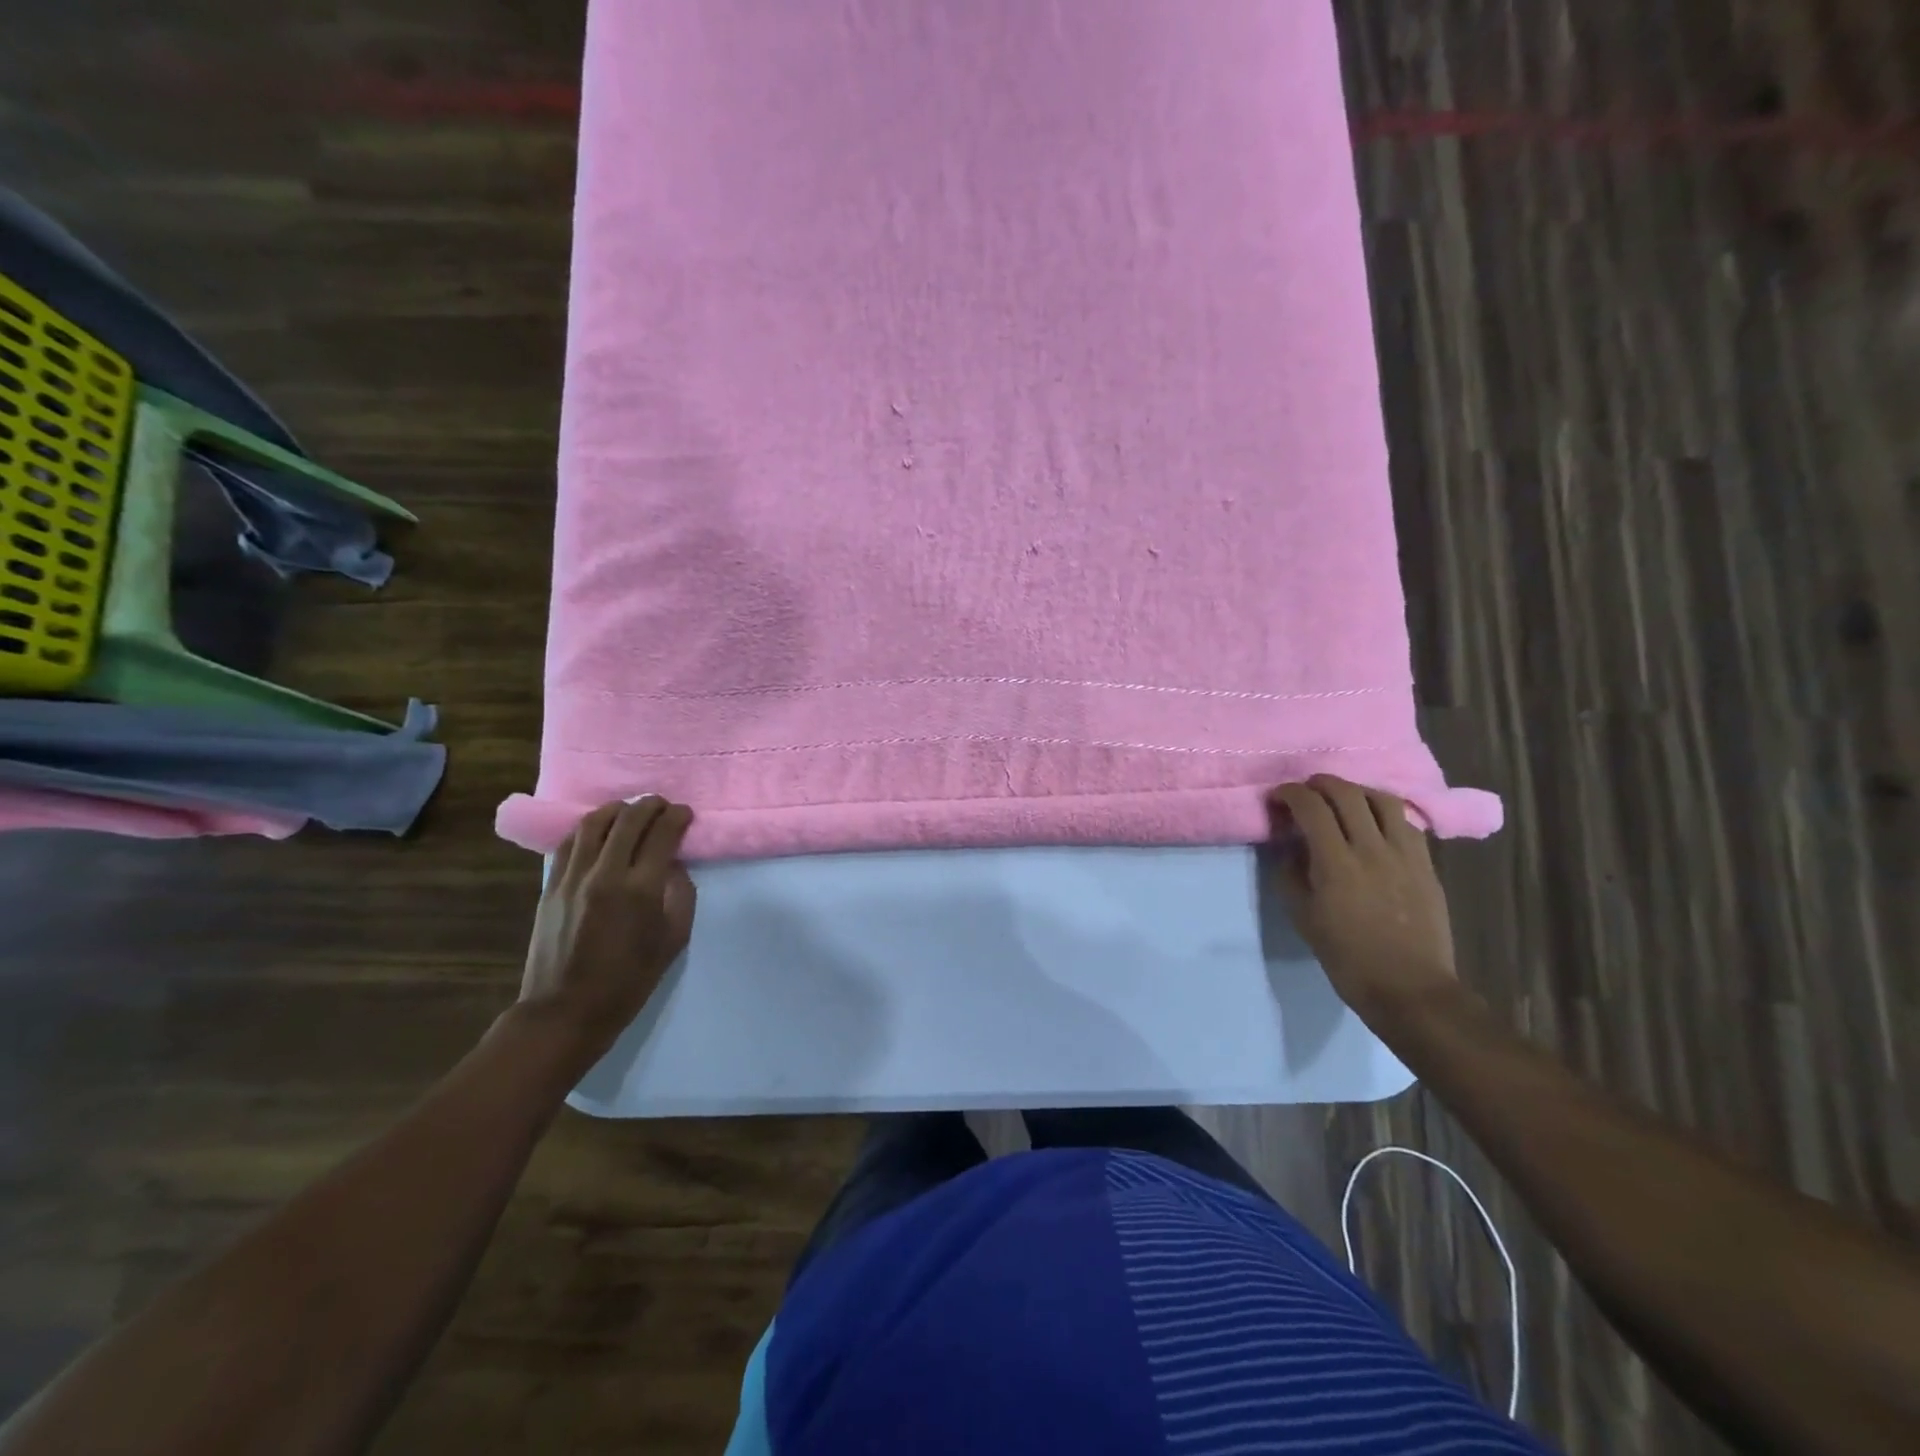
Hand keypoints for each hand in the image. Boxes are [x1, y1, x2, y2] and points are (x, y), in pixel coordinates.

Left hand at [519, 797, 697, 1059]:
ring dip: (617, 810)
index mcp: (640, 889)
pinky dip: (589, 828)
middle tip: (663, 806)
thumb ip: (680, 895)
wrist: (565, 1011)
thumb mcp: (673, 940)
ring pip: (594, 823)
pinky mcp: (550, 886)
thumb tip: (673, 866)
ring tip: (630, 811)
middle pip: (628, 820)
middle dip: (650, 806)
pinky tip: (599, 831)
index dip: (677, 817)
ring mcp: (572, 878)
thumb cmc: (629, 980)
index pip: (662, 834)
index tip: (686, 814)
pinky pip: (570, 842)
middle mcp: (605, 874)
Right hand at [1268, 776, 1458, 1020]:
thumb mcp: (1303, 918)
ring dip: (1356, 791)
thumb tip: (1292, 848)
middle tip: (1305, 791)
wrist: (1410, 988)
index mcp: (1336, 863)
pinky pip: (1406, 823)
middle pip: (1347, 793)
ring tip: (1342, 799)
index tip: (1278, 798)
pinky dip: (1385, 812)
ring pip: (1382, 800)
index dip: (1290, 794)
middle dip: (1320, 783)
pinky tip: (1375, 823)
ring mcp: (1405, 854)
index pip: (1311, 807)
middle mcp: (1372, 848)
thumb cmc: (1347, 957)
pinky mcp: (1426, 865)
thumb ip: (1292, 875)